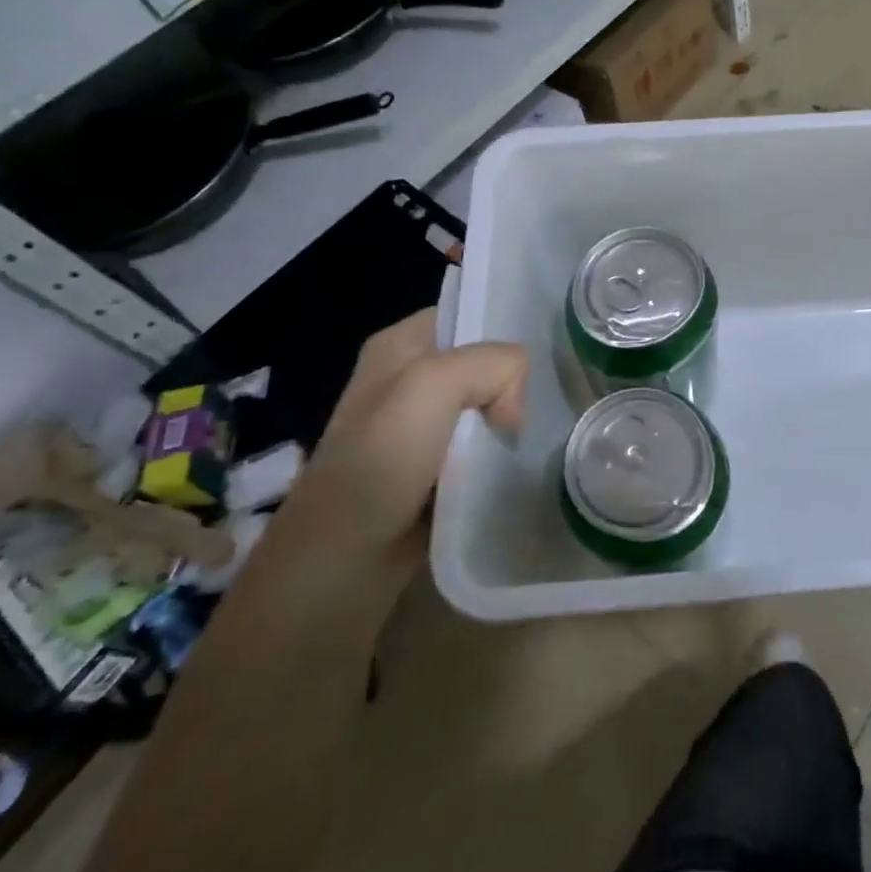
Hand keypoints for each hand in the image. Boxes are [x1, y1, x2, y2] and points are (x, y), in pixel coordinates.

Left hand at [288, 309, 526, 595]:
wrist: (342, 558)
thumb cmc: (381, 458)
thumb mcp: (435, 384)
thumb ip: (493, 364)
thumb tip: (514, 407)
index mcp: (399, 346)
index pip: (465, 313)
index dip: (500, 330)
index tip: (528, 364)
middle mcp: (407, 380)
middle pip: (481, 362)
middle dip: (510, 382)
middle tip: (526, 410)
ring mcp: (419, 429)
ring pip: (484, 406)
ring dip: (507, 422)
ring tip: (528, 437)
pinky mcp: (432, 470)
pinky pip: (479, 447)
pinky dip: (498, 454)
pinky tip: (514, 463)